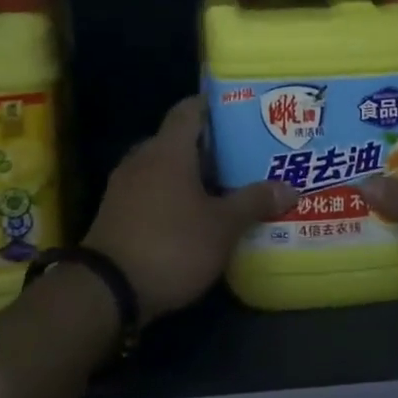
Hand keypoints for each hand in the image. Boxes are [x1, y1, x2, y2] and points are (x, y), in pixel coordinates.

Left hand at [83, 97, 293, 319]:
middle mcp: (142, 159)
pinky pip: (153, 191)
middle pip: (180, 140)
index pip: (190, 109)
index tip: (244, 112)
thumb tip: (290, 188)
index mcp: (167, 150)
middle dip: (213, 147)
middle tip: (247, 155)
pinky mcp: (117, 213)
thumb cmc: (171, 245)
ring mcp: (125, 187)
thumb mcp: (222, 227)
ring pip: (166, 168)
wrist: (106, 292)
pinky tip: (198, 215)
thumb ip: (254, 202)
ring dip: (194, 175)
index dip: (216, 106)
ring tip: (229, 186)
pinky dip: (176, 196)